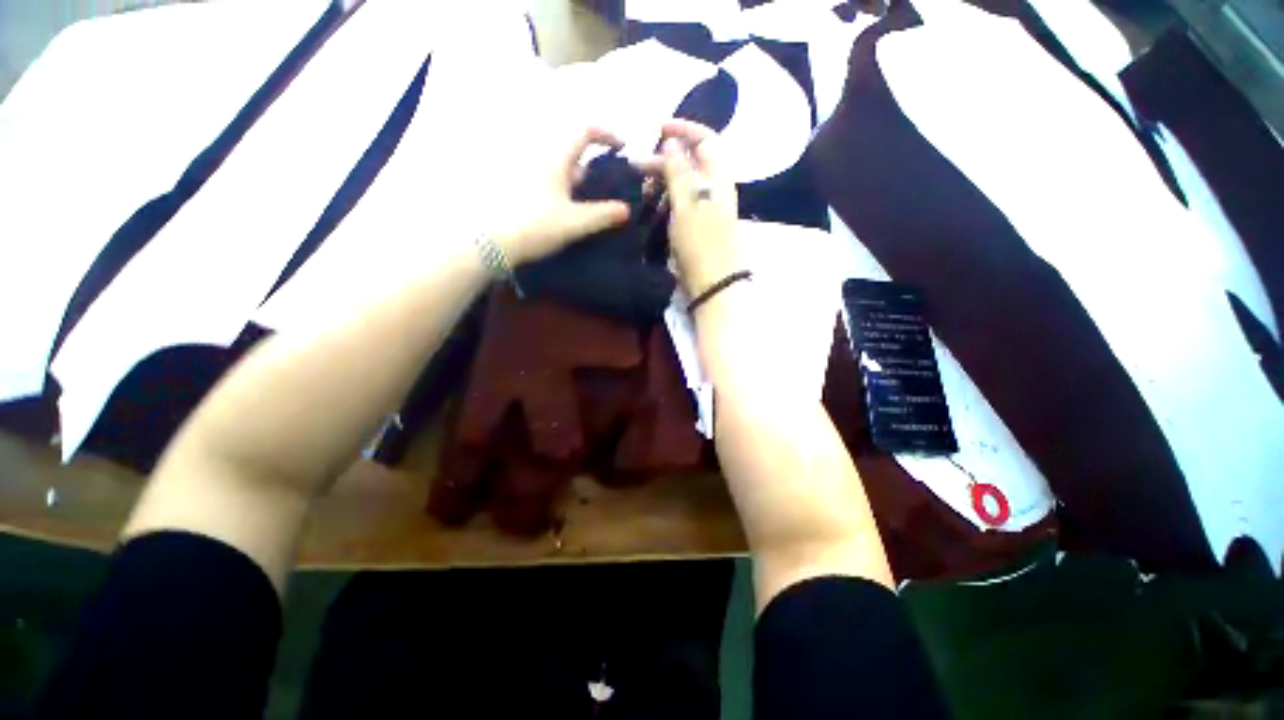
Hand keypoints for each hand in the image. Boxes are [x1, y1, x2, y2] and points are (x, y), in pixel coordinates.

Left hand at [495, 126, 632, 265]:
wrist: (491, 243)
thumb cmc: (535, 226)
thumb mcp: (575, 222)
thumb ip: (603, 215)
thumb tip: (626, 210)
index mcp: (555, 158)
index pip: (584, 130)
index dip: (606, 134)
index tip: (622, 149)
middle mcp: (539, 159)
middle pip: (573, 152)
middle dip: (593, 166)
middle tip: (608, 188)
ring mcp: (527, 174)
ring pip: (560, 169)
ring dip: (579, 182)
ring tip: (592, 205)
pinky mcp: (519, 190)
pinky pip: (549, 183)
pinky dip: (564, 191)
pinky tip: (569, 213)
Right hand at [637, 120, 739, 297]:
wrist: (711, 281)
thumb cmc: (700, 242)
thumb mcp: (687, 203)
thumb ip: (678, 170)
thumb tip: (671, 141)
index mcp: (718, 177)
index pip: (705, 139)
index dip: (683, 129)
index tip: (657, 129)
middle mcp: (713, 188)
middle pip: (690, 161)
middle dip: (664, 159)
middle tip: (636, 167)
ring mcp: (704, 207)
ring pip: (682, 182)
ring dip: (662, 180)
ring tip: (642, 188)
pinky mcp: (695, 224)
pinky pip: (679, 202)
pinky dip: (665, 198)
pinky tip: (650, 203)